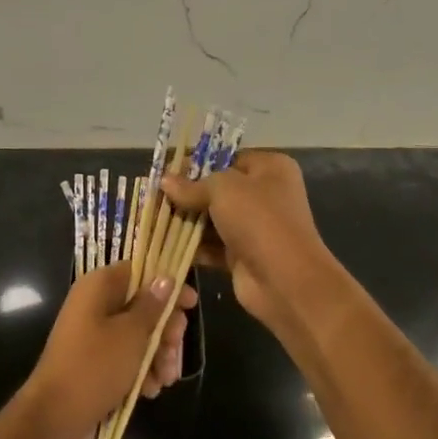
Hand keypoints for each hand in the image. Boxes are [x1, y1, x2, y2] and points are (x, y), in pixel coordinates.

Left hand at [18, 261, 197, 438]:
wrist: (54, 421)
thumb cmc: (94, 367)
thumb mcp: (131, 334)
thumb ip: (152, 305)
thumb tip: (165, 278)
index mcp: (99, 287)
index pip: (139, 271)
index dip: (167, 285)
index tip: (191, 304)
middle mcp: (95, 306)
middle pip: (142, 306)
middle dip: (164, 329)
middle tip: (174, 350)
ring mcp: (94, 336)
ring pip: (138, 336)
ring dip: (157, 355)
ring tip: (165, 379)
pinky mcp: (96, 365)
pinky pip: (126, 359)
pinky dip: (142, 371)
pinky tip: (151, 391)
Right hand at [160, 151, 341, 338]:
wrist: (285, 280)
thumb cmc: (258, 219)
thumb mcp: (223, 189)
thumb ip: (192, 185)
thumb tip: (164, 181)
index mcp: (269, 168)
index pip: (227, 158)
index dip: (197, 163)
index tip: (166, 171)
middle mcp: (264, 194)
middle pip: (218, 189)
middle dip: (187, 193)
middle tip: (154, 196)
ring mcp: (254, 227)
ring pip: (212, 218)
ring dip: (186, 220)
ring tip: (152, 218)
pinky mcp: (242, 255)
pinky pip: (212, 245)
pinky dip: (192, 245)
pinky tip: (163, 242)